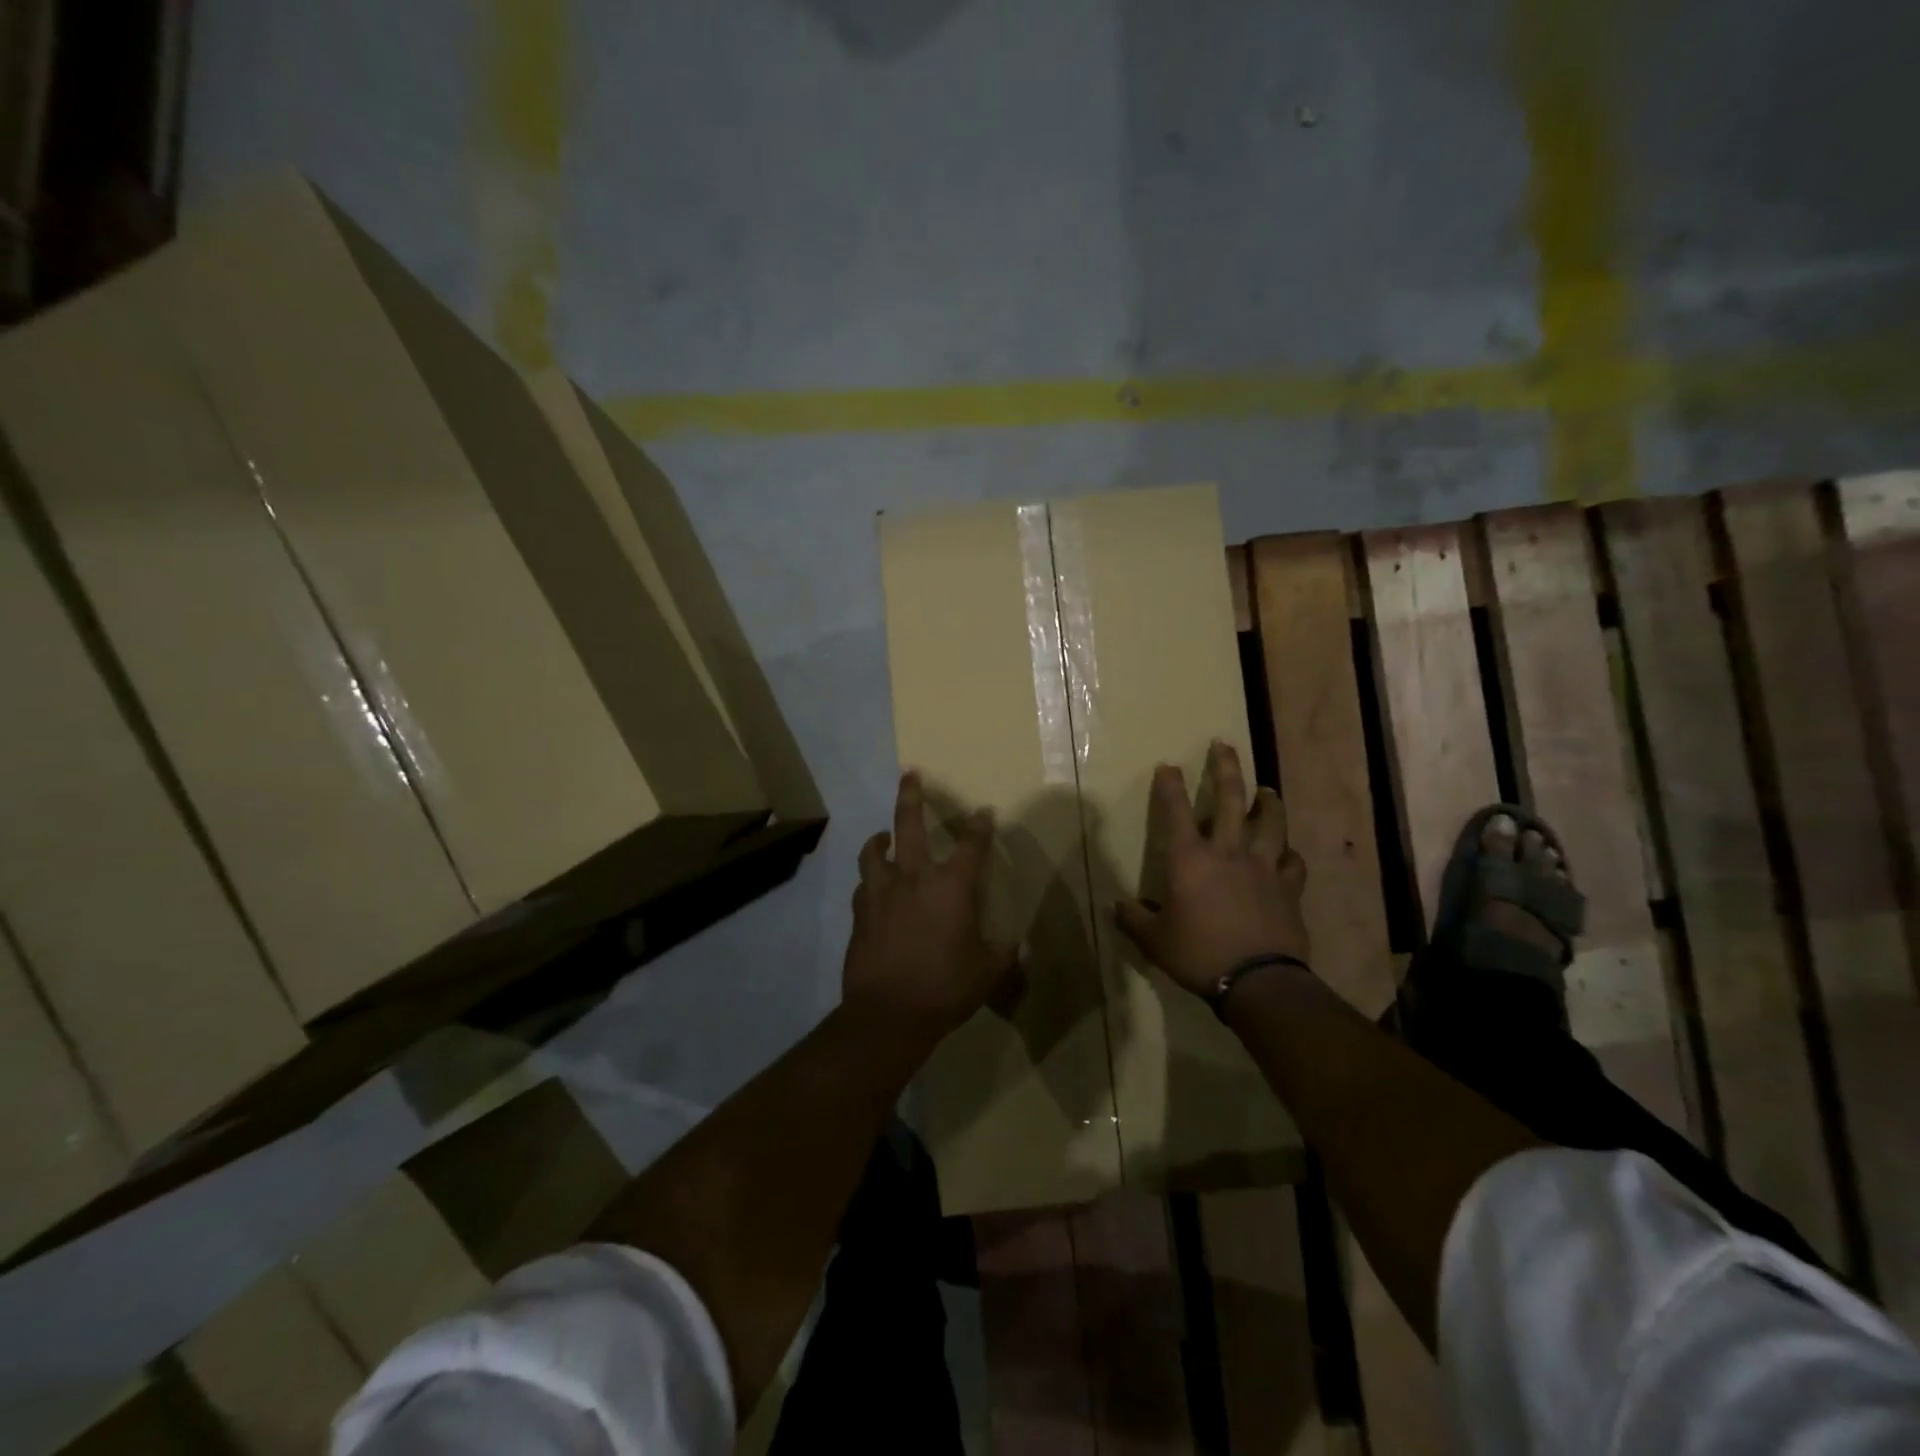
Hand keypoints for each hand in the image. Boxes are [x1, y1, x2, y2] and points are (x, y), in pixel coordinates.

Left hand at [844, 772, 1019, 1040]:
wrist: (889, 1013)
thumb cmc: (946, 987)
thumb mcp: (988, 972)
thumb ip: (1003, 954)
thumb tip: (1018, 947)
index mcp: (952, 886)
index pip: (971, 845)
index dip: (980, 826)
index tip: (983, 813)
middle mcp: (914, 878)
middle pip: (909, 824)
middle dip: (911, 796)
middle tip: (909, 774)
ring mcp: (882, 893)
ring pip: (874, 851)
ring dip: (880, 839)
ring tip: (883, 836)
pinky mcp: (860, 913)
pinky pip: (864, 887)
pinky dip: (871, 881)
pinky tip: (874, 889)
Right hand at [1114, 741, 1309, 996]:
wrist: (1258, 981)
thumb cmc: (1198, 954)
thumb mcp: (1154, 941)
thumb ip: (1134, 920)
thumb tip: (1115, 907)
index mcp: (1190, 860)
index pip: (1175, 812)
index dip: (1169, 786)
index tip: (1168, 765)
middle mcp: (1228, 853)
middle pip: (1230, 800)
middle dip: (1226, 768)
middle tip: (1224, 745)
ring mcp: (1263, 868)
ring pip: (1271, 823)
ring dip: (1269, 802)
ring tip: (1268, 789)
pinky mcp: (1289, 888)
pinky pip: (1294, 862)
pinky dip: (1290, 854)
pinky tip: (1287, 852)